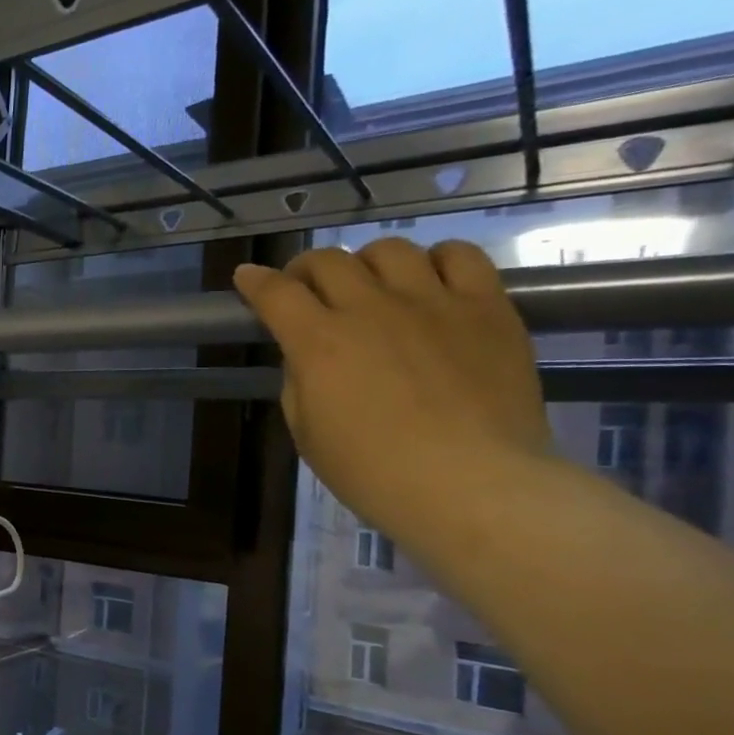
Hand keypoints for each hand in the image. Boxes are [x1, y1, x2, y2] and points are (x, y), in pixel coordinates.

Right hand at [234, 239, 552, 545]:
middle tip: (306, 288)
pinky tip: (430, 280)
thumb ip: (301, 382)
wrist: (470, 484)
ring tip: (372, 285)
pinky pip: (461, 256)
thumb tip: (309, 355)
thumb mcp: (307, 433)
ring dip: (367, 262)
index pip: (275, 293)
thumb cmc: (372, 472)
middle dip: (306, 270)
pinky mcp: (486, 307)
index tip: (247, 278)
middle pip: (328, 261)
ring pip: (390, 250)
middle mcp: (370, 308)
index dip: (255, 281)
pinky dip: (436, 259)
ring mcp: (432, 302)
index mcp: (319, 342)